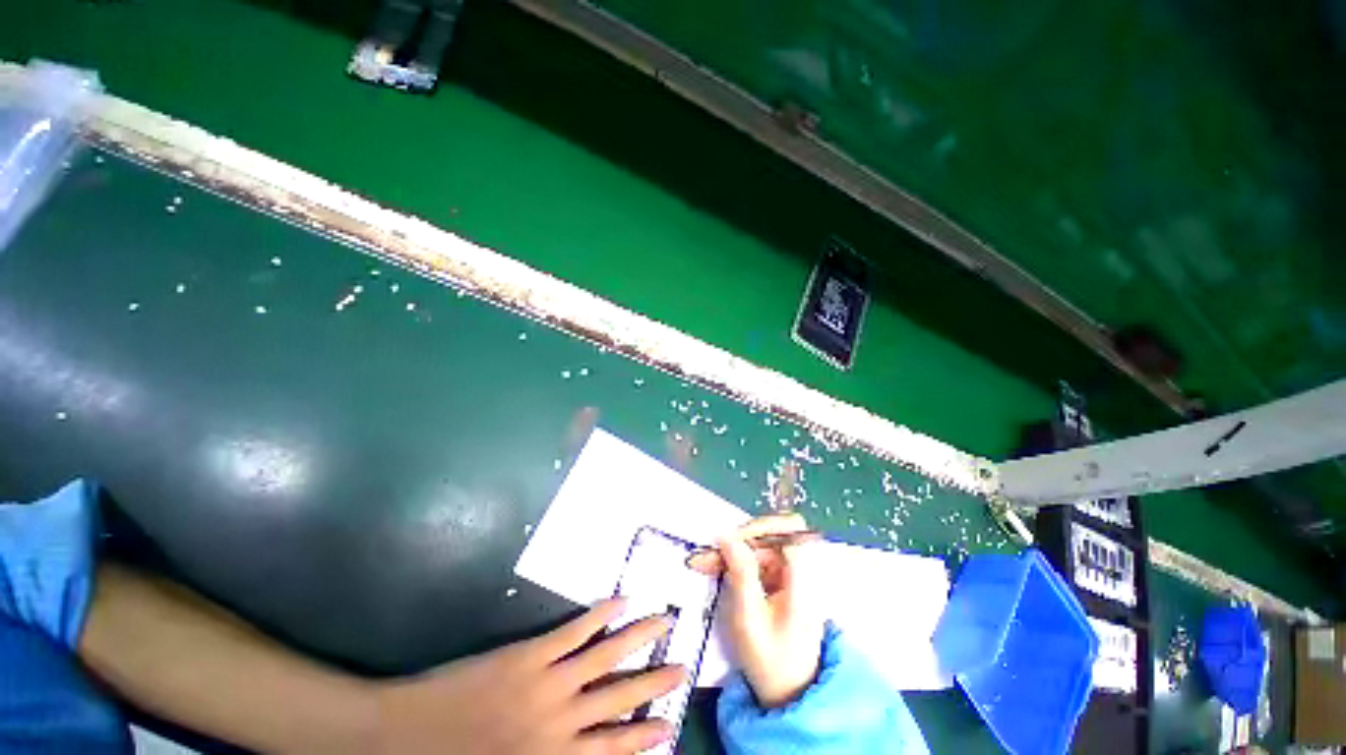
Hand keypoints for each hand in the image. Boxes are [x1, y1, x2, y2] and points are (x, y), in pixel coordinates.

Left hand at [375, 598, 685, 753]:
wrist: (403, 737)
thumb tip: (583, 753)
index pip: (611, 749)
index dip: (643, 739)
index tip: (670, 727)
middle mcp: (560, 722)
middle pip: (619, 699)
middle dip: (653, 685)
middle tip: (682, 669)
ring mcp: (548, 682)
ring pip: (606, 657)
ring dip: (638, 638)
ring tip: (663, 622)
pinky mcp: (531, 653)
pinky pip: (574, 631)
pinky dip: (600, 615)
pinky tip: (619, 600)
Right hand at [688, 513, 823, 707]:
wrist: (788, 693)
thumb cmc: (771, 660)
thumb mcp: (750, 618)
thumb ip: (741, 573)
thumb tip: (725, 534)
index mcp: (803, 578)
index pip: (791, 530)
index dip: (762, 527)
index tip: (733, 540)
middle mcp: (801, 570)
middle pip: (772, 535)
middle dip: (739, 540)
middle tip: (711, 552)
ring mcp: (790, 574)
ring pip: (760, 546)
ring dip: (732, 551)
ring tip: (703, 561)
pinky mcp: (779, 580)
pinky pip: (757, 559)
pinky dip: (735, 561)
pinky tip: (715, 567)